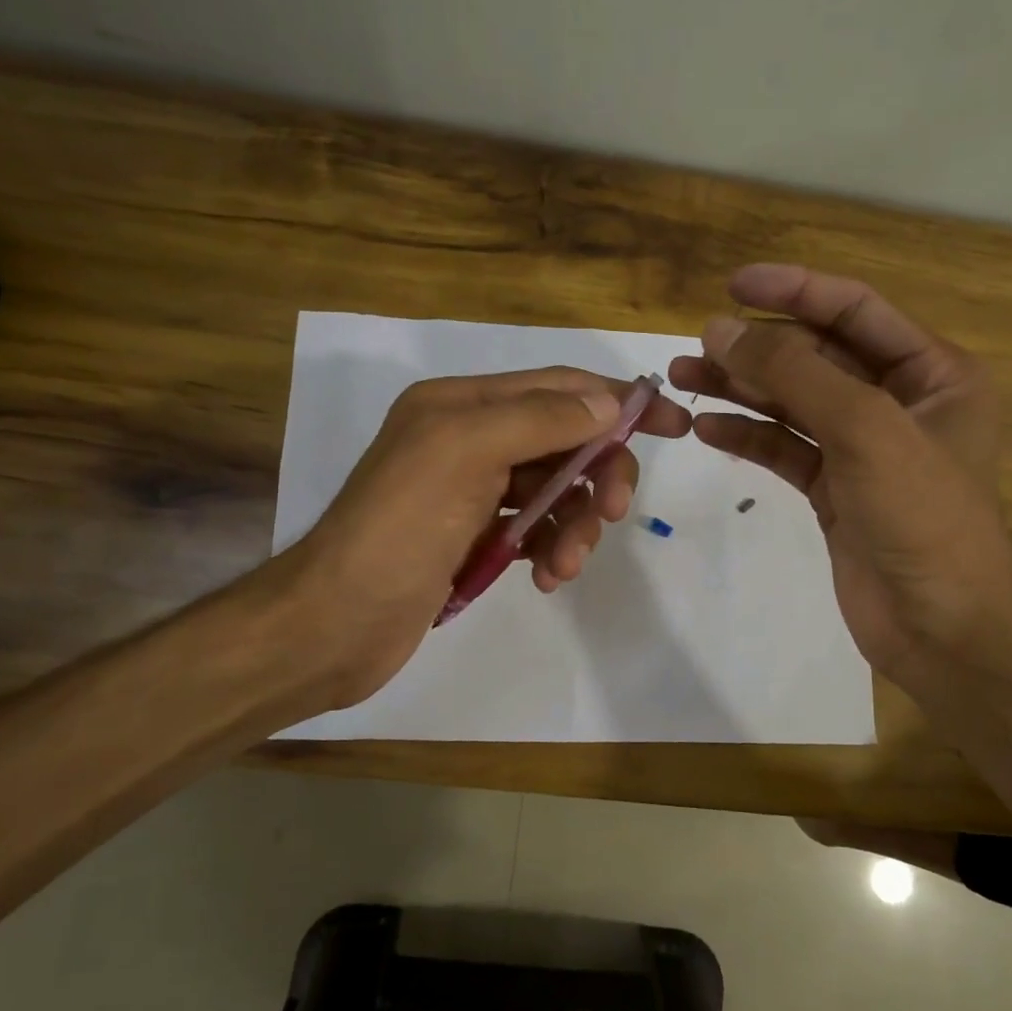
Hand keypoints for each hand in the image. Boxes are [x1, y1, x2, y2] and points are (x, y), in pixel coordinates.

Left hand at [267, 367, 689, 713]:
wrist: (336, 622)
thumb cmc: (398, 529)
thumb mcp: (465, 452)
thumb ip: (539, 419)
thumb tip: (609, 403)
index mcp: (463, 403)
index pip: (559, 387)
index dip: (619, 403)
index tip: (675, 428)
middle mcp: (471, 438)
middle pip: (566, 442)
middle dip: (597, 476)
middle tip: (610, 514)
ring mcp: (474, 492)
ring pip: (557, 491)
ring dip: (575, 525)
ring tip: (564, 565)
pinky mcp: (476, 538)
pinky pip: (537, 530)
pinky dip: (552, 550)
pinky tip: (547, 578)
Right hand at [668, 263, 1011, 684]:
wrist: (942, 628)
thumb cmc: (922, 516)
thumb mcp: (865, 428)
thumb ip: (794, 374)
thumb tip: (722, 329)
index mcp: (933, 372)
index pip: (855, 310)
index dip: (795, 291)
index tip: (732, 285)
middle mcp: (900, 402)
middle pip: (817, 357)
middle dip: (757, 349)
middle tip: (694, 346)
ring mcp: (864, 449)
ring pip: (794, 404)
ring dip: (742, 390)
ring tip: (684, 378)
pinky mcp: (835, 491)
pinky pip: (786, 449)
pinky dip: (749, 437)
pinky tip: (708, 430)